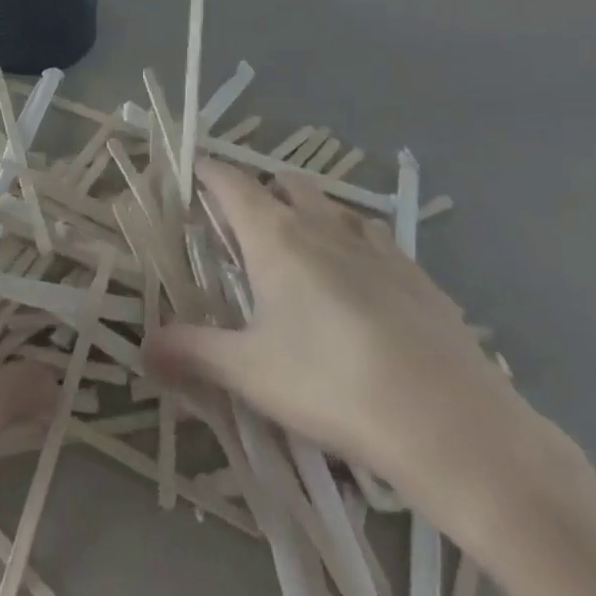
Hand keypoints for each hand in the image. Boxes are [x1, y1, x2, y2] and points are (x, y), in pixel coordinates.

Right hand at [147, 161, 547, 540]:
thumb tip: (142, 348)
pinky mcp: (417, 274)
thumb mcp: (250, 373)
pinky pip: (374, 240)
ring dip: (310, 215)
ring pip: (332, 206)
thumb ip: (191, 352)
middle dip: (260, 192)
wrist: (452, 425)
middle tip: (242, 234)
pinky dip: (354, 246)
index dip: (205, 171)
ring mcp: (376, 246)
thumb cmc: (333, 385)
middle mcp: (323, 225)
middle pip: (284, 182)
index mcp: (276, 235)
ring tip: (300, 258)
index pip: (229, 180)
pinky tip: (359, 289)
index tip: (188, 176)